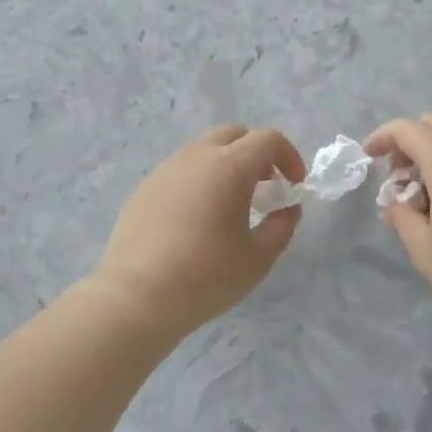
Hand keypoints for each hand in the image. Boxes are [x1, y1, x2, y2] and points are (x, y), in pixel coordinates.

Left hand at [91, 125, 304, 335]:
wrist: (137, 296)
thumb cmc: (206, 276)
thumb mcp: (258, 258)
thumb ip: (281, 227)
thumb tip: (288, 209)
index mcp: (229, 166)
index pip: (268, 140)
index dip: (289, 157)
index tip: (294, 185)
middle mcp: (196, 157)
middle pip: (234, 135)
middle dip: (256, 154)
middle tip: (265, 188)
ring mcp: (166, 169)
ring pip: (204, 151)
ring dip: (226, 166)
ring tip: (230, 205)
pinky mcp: (145, 187)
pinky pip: (180, 171)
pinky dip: (199, 181)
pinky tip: (196, 220)